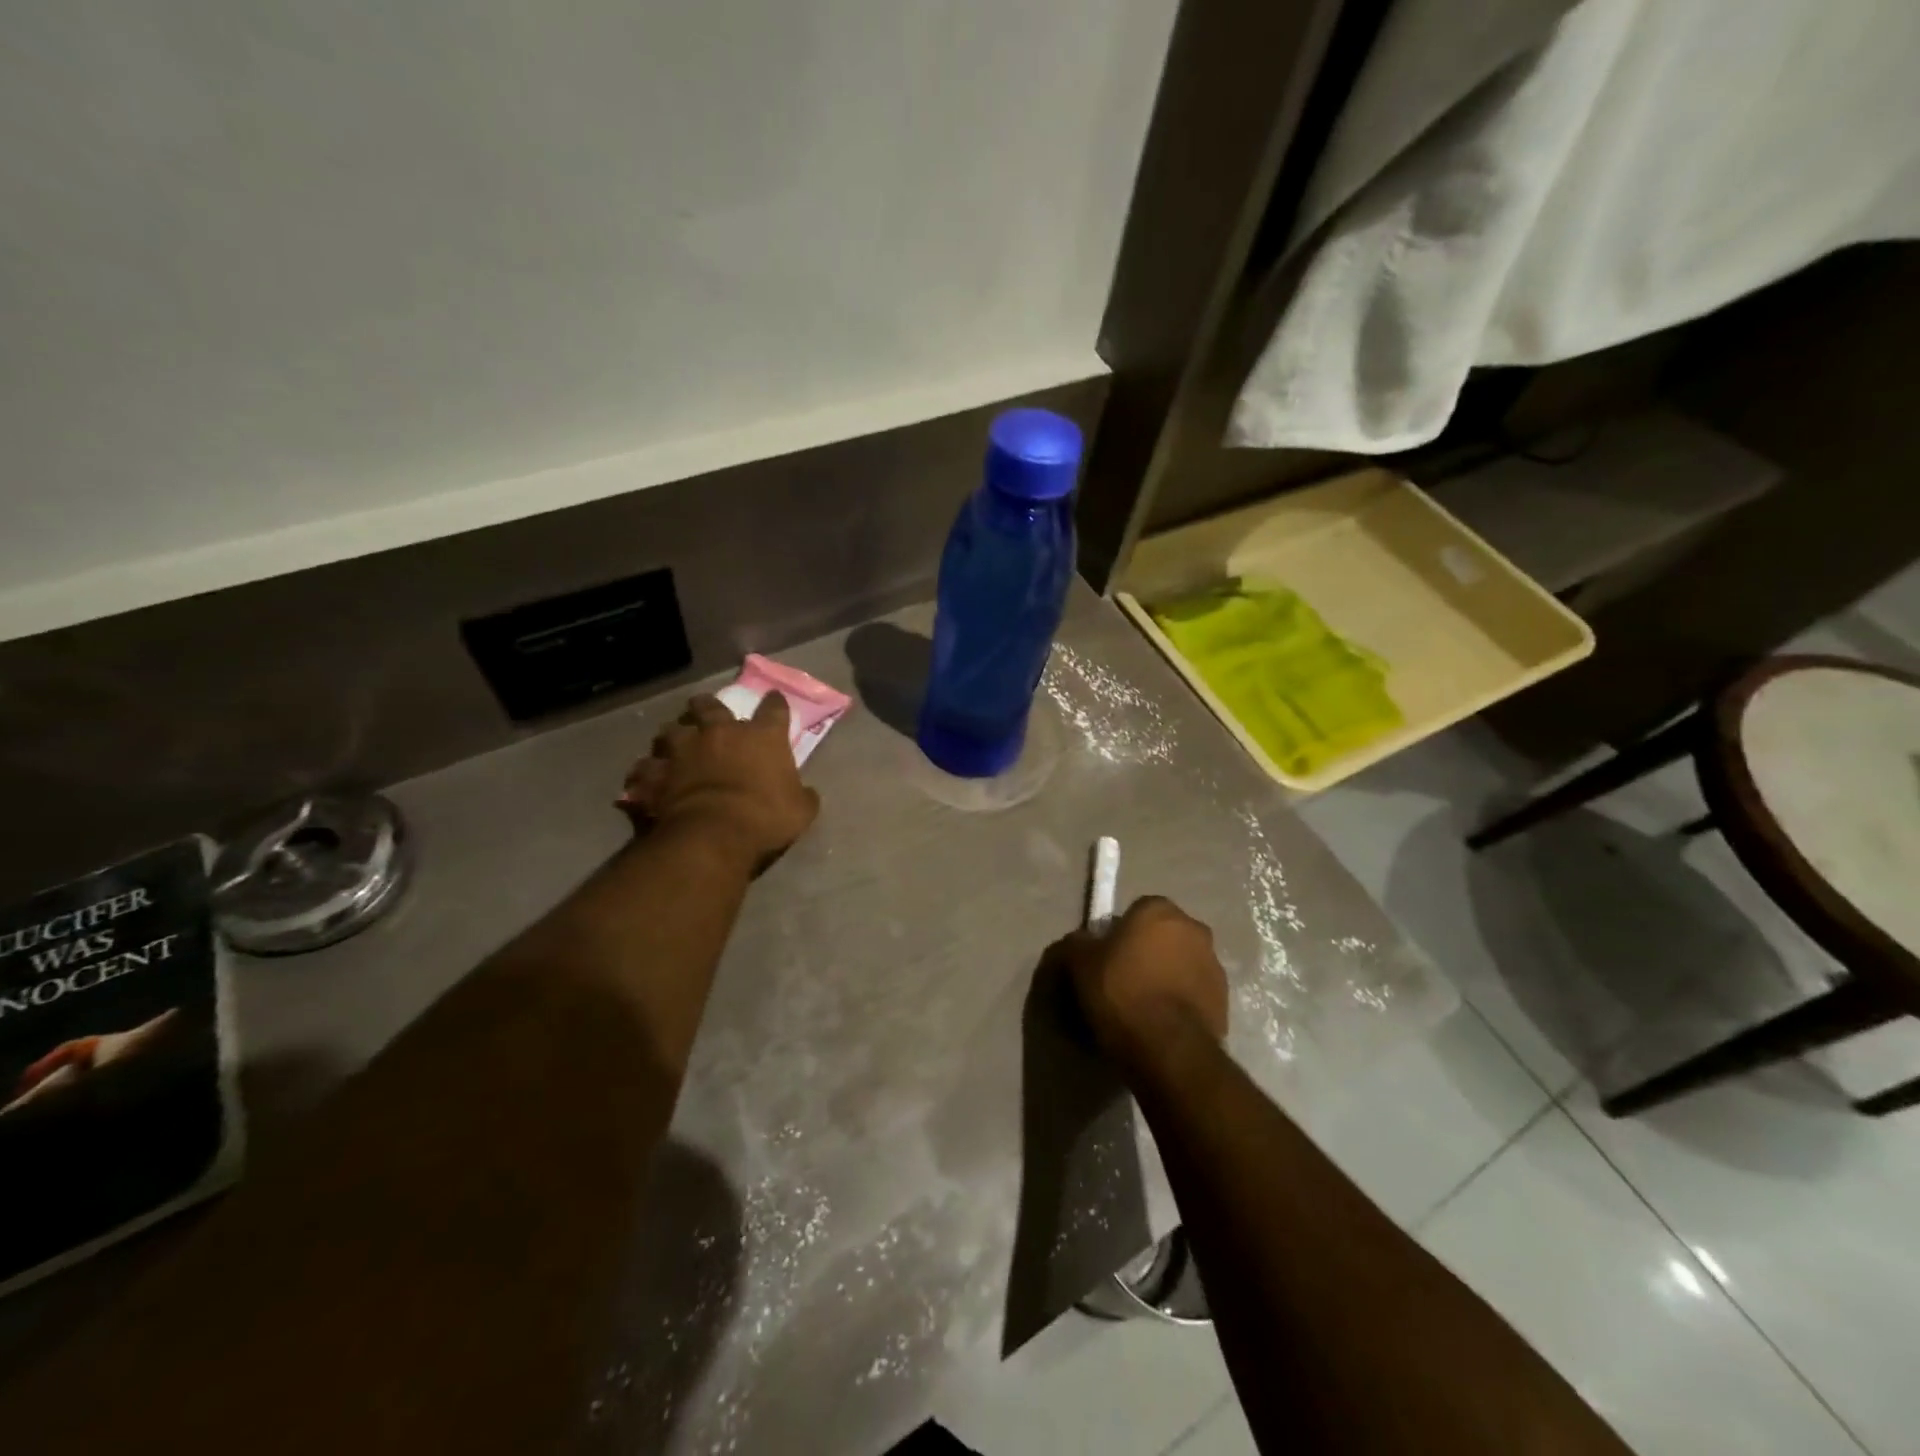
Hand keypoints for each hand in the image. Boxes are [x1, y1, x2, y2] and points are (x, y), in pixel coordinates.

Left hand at [619, 692, 820, 867]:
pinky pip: (644, 769)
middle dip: (707, 706)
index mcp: (761, 737)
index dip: (775, 703)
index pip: (774, 709)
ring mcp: (683, 750)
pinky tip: (645, 780)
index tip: (774, 699)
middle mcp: (720, 733)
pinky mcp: (655, 774)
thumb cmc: (765, 818)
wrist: (713, 835)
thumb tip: (807, 794)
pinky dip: (645, 774)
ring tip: (672, 744)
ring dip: (672, 735)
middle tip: (704, 710)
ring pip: (670, 730)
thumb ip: (803, 796)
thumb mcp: (800, 811)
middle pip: (710, 706)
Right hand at [1049, 897, 1227, 1071]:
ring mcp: (1214, 965)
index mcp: (1160, 910)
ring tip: (1142, 1007)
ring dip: (1166, 976)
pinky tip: (1161, 1023)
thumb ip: (1077, 943)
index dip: (1119, 933)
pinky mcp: (1225, 1000)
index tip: (1105, 958)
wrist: (1168, 1048)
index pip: (1135, 911)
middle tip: (1122, 980)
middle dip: (1147, 952)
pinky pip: (1194, 992)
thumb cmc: (1122, 992)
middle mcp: (1194, 929)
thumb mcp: (1080, 963)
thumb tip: (1080, 941)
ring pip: (1181, 964)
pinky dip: (1180, 1001)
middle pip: (1162, 936)